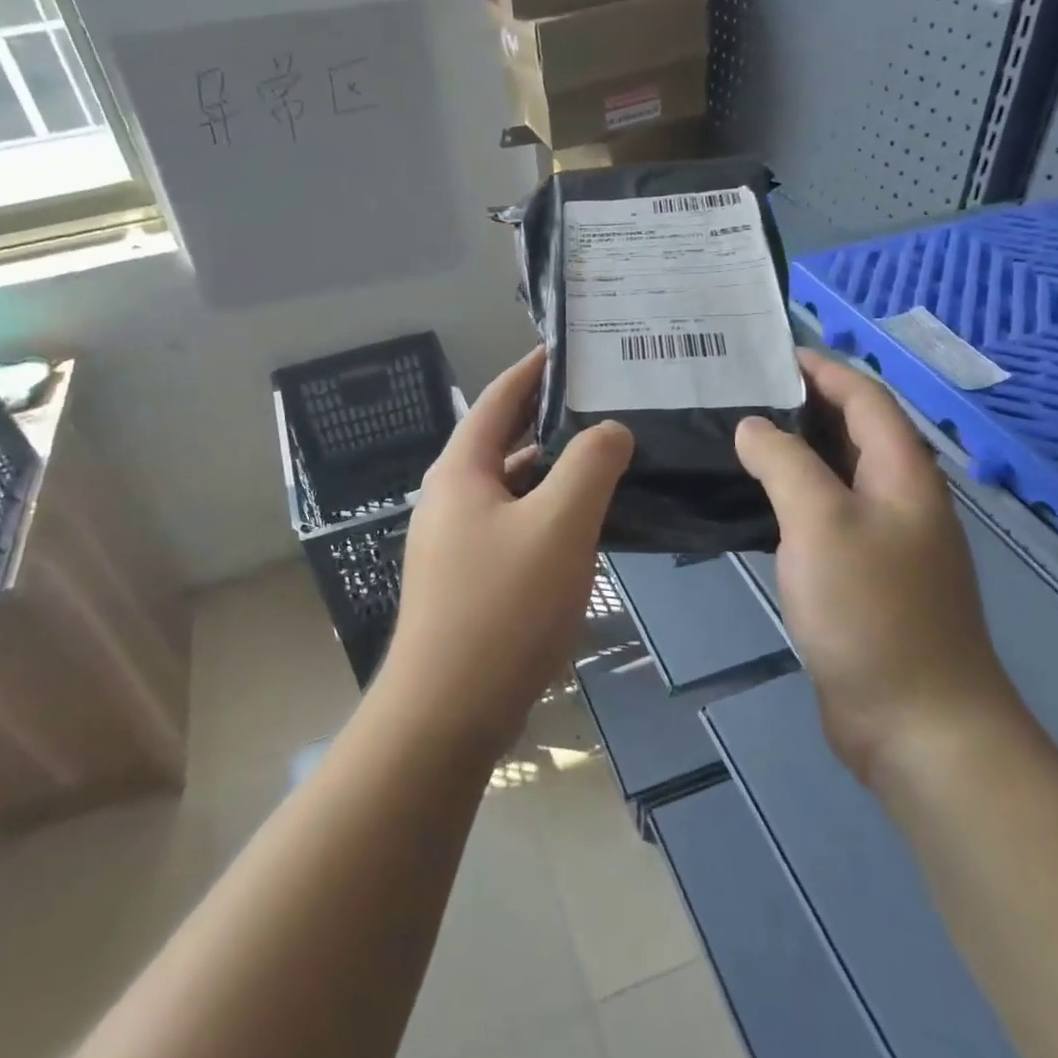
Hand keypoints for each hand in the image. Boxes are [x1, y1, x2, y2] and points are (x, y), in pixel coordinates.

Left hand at [379, 347, 633, 758]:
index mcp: (460, 471)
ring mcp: (456, 541)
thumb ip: (590, 465)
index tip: (571, 347)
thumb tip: (610, 429)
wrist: (448, 710)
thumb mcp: (559, 524)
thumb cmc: (503, 606)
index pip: (499, 398)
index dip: (534, 368)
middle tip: (604, 400)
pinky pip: (515, 525)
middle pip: (504, 439)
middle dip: (550, 417)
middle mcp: (451, 497)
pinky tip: (586, 523)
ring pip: (513, 487)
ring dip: (553, 469)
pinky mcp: (469, 578)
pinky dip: (548, 512)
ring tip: (606, 455)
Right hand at [734, 350, 1026, 784]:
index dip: (821, 368)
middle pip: (852, 431)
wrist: (917, 724)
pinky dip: (789, 498)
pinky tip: (750, 503)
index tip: (767, 353)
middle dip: (800, 405)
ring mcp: (883, 541)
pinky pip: (823, 518)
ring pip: (834, 476)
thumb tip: (754, 426)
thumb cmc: (872, 612)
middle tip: (736, 393)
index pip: (864, 396)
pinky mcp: (862, 578)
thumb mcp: (821, 523)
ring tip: (733, 438)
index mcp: (903, 473)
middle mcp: (899, 499)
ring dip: (791, 452)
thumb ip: (785, 463)